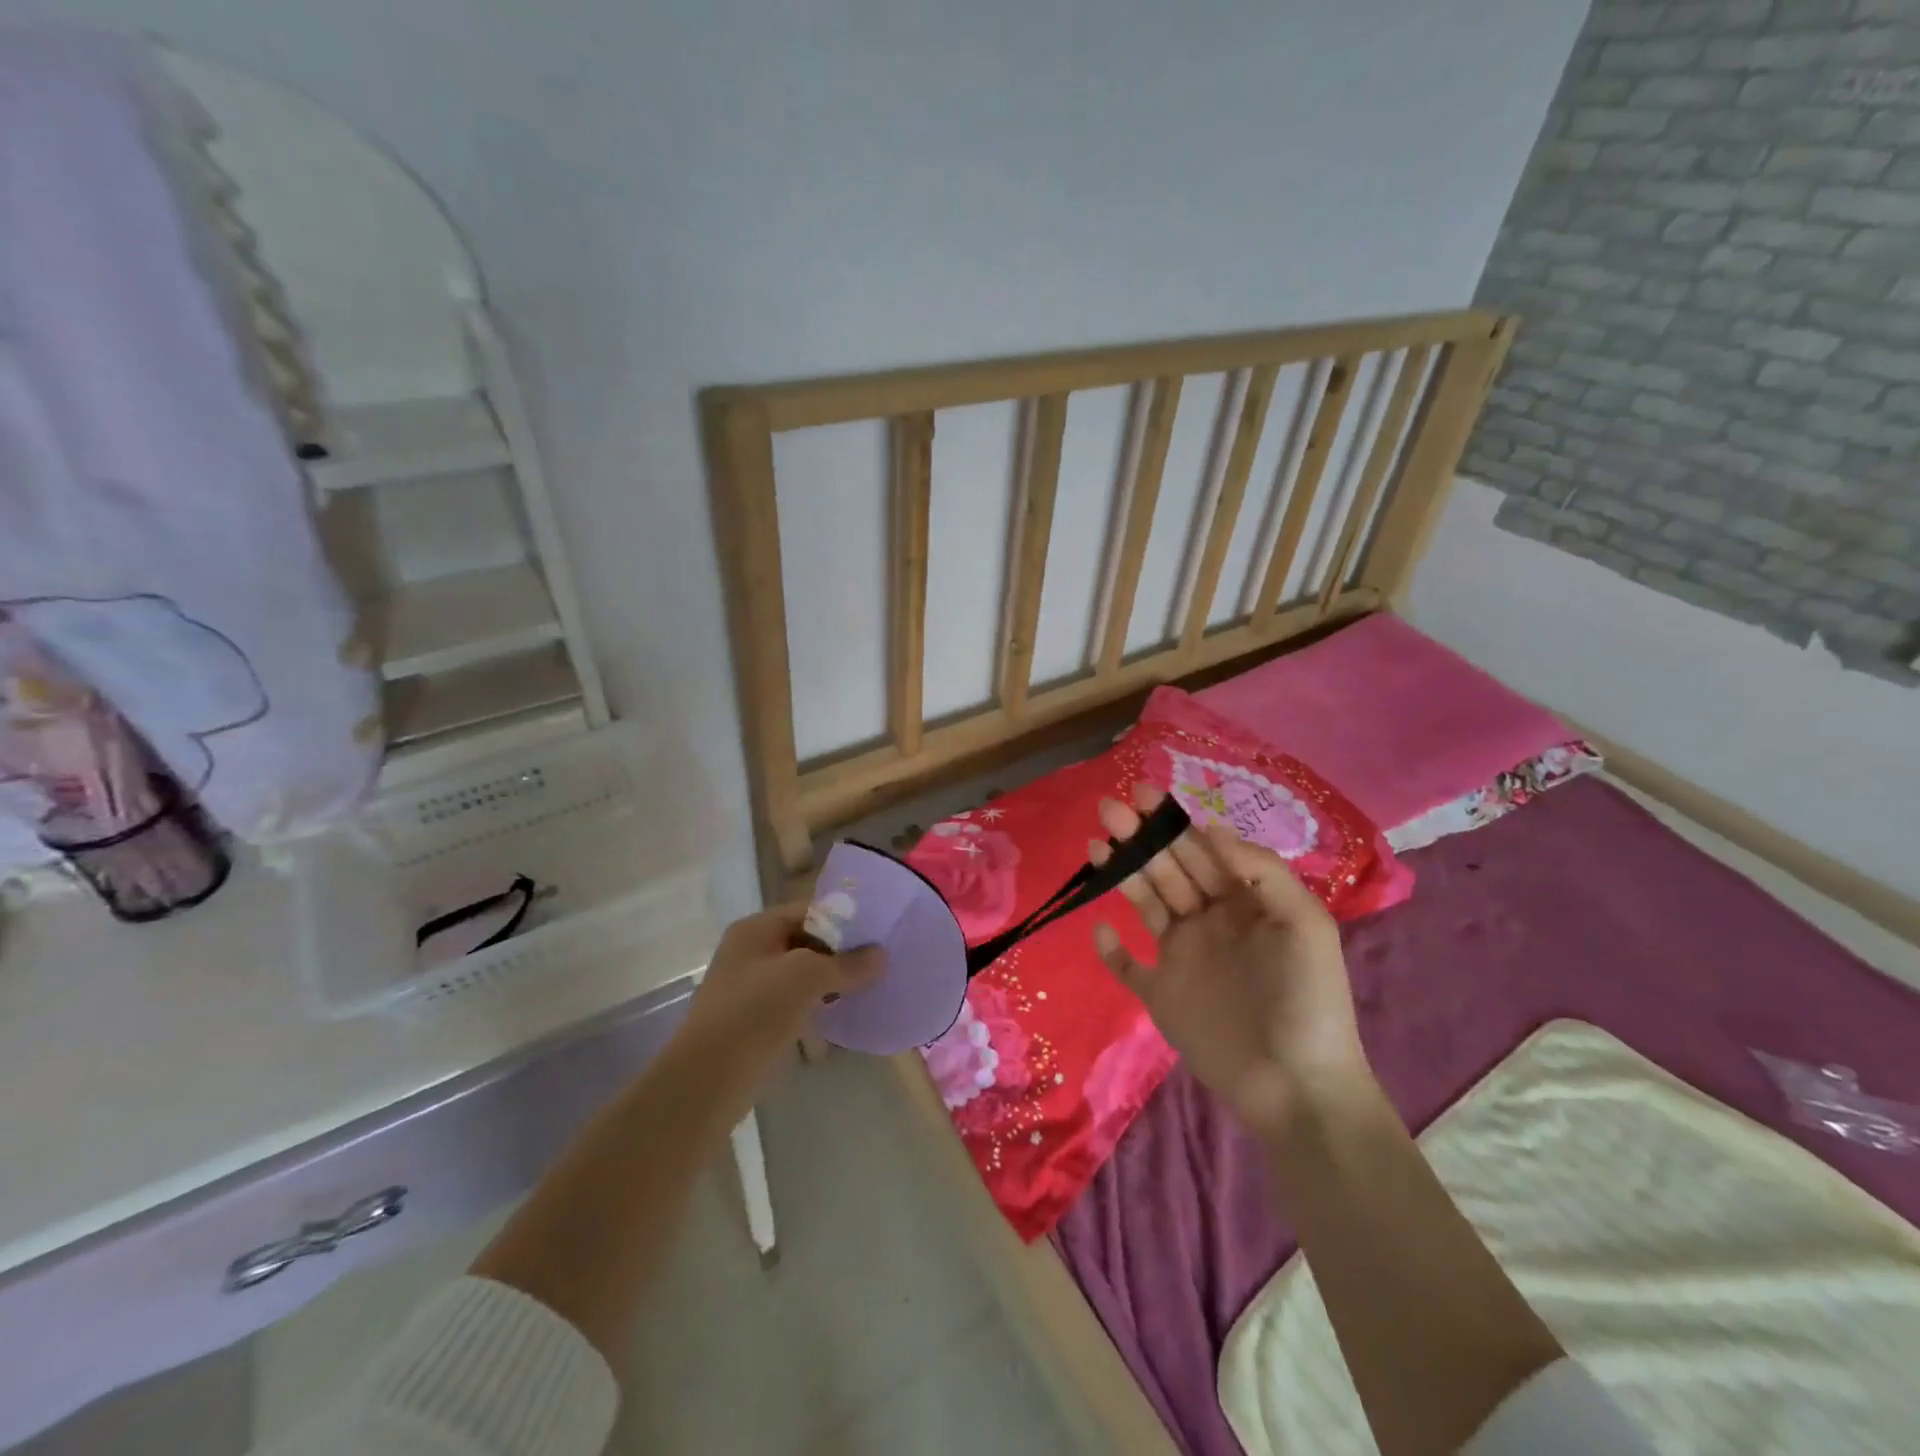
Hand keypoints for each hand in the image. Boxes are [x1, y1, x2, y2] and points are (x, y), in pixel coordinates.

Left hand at [679, 904, 882, 1086]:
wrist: (706, 1081)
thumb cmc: (755, 1013)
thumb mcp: (807, 978)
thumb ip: (846, 964)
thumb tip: (881, 956)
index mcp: (756, 929)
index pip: (808, 911)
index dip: (843, 921)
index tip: (877, 935)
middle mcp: (749, 952)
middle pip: (805, 942)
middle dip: (840, 953)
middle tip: (877, 964)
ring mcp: (749, 988)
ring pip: (800, 975)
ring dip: (830, 982)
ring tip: (866, 989)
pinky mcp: (753, 1022)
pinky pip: (792, 1003)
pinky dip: (815, 1006)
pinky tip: (840, 1016)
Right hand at [1089, 784, 1374, 1146]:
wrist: (1296, 1088)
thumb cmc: (1306, 1000)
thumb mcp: (1304, 924)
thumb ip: (1261, 872)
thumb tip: (1211, 829)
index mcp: (1243, 904)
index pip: (1202, 853)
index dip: (1173, 822)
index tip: (1143, 795)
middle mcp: (1209, 923)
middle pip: (1168, 870)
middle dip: (1140, 837)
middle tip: (1109, 809)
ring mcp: (1182, 959)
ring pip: (1145, 904)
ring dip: (1121, 873)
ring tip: (1095, 844)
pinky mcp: (1161, 995)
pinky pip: (1127, 967)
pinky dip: (1111, 949)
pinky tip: (1100, 928)